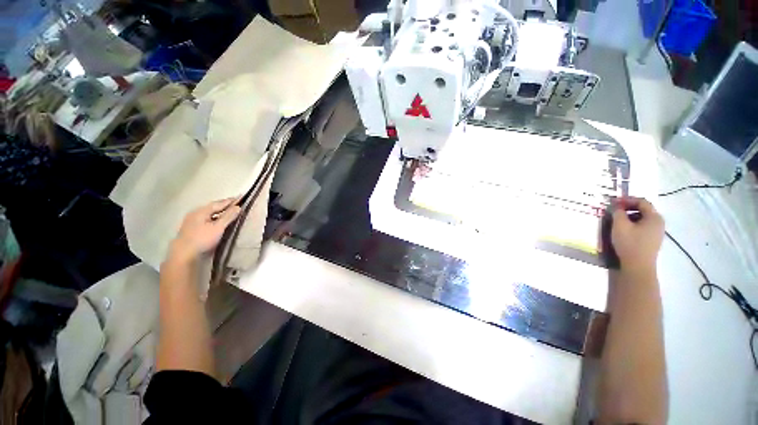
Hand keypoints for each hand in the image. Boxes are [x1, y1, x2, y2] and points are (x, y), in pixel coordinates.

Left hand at [169, 197, 241, 262]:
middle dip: (224, 205)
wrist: (184, 255)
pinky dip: (214, 218)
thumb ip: (228, 216)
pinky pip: (206, 219)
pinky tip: (217, 221)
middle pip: (212, 207)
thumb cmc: (202, 239)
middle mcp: (195, 214)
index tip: (240, 197)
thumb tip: (238, 207)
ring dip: (219, 212)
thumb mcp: (218, 227)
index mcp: (201, 211)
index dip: (230, 201)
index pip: (218, 203)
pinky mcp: (191, 229)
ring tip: (228, 212)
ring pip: (208, 214)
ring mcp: (191, 221)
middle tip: (235, 204)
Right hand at [611, 197, 664, 275]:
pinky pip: (643, 227)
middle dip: (628, 208)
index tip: (613, 202)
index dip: (627, 200)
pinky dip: (633, 225)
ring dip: (630, 217)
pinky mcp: (652, 240)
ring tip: (617, 220)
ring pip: (643, 219)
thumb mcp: (620, 225)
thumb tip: (617, 206)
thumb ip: (618, 212)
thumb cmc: (629, 243)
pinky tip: (624, 230)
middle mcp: (659, 223)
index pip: (642, 202)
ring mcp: (657, 233)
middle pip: (644, 210)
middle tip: (614, 210)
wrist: (637, 266)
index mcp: (654, 217)